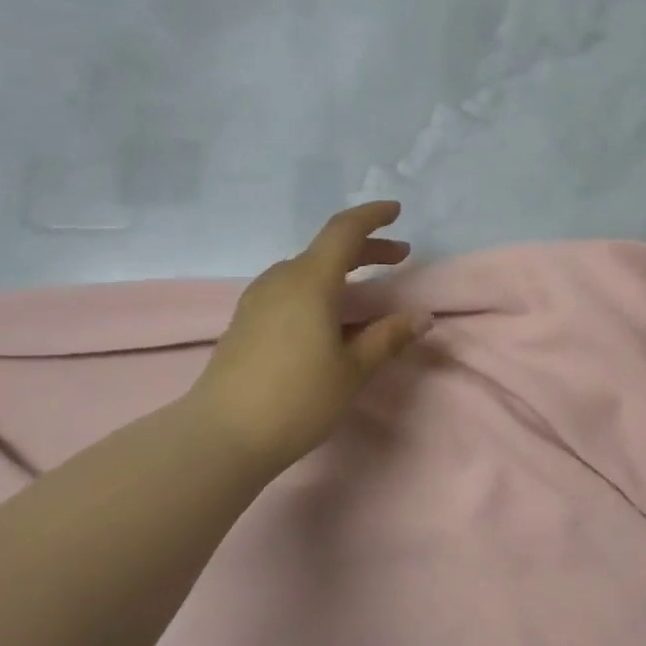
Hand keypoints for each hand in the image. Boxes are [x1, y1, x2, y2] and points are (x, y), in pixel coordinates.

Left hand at [187, 201, 427, 474]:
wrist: (223, 434)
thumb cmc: (298, 398)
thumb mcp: (353, 369)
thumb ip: (388, 338)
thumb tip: (422, 317)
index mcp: (309, 282)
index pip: (344, 231)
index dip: (372, 217)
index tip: (397, 211)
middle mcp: (280, 280)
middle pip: (327, 250)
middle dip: (366, 248)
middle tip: (400, 257)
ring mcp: (258, 300)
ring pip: (306, 270)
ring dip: (341, 270)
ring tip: (368, 290)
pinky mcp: (246, 321)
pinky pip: (290, 290)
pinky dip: (319, 288)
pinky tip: (329, 316)